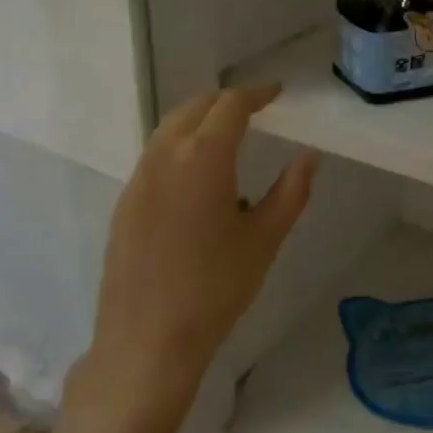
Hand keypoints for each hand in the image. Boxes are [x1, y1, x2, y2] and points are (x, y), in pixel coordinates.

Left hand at [60, 85, 319, 432]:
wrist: (146, 340)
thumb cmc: (216, 289)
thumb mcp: (264, 240)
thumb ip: (291, 192)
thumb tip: (308, 158)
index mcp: (203, 158)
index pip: (230, 105)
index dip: (255, 93)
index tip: (275, 93)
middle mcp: (164, 156)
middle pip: (194, 108)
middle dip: (225, 101)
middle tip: (253, 109)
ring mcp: (138, 179)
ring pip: (168, 130)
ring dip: (198, 122)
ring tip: (226, 139)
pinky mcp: (124, 203)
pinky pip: (154, 157)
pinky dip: (178, 149)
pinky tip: (196, 181)